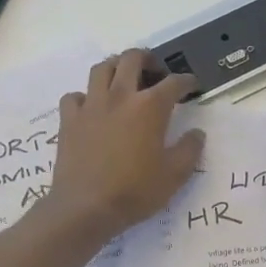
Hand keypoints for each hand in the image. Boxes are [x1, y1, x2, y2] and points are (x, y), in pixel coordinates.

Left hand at [44, 50, 202, 237]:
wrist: (85, 208)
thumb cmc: (135, 191)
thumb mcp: (175, 175)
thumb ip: (190, 149)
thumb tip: (197, 133)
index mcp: (150, 107)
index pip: (174, 82)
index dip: (187, 81)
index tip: (192, 87)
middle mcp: (120, 96)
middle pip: (132, 58)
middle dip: (148, 59)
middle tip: (156, 72)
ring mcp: (91, 106)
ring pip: (101, 68)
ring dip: (116, 68)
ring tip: (124, 80)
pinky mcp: (68, 120)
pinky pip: (75, 95)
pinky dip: (85, 96)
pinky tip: (93, 108)